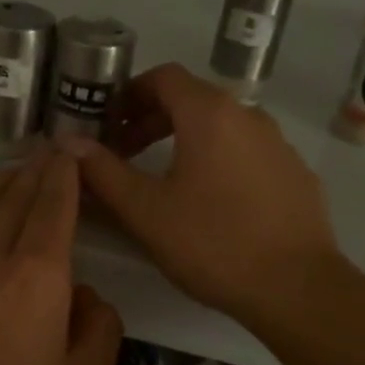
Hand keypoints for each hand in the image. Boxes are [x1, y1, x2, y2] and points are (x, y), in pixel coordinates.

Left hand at [0, 153, 123, 364]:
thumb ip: (99, 327)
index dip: (66, 174)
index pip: (55, 204)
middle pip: (16, 193)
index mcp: (37, 276)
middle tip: (53, 157)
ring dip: (0, 180)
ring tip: (16, 178)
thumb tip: (81, 292)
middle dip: (39, 171)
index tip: (73, 154)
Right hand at [57, 62, 340, 325]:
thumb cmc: (212, 242)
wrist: (296, 287)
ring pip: (221, 127)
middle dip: (152, 120)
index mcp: (209, 114)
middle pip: (192, 100)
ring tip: (163, 179)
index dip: (128, 94)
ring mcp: (278, 144)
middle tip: (124, 153)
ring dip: (185, 141)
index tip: (107, 124)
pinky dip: (219, 160)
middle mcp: (248, 115)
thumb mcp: (145, 210)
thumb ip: (103, 171)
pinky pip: (247, 152)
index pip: (163, 77)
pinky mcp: (295, 173)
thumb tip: (67, 142)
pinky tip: (211, 202)